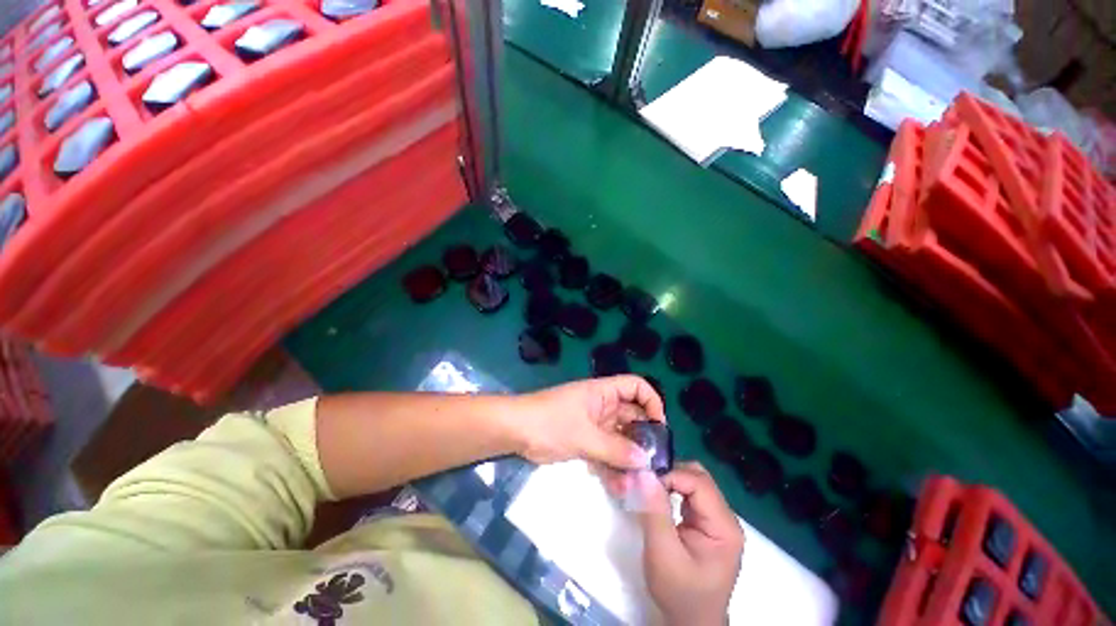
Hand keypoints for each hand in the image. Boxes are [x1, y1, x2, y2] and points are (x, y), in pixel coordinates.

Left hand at [509, 375, 665, 469]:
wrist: (516, 431)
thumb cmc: (551, 422)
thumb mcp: (584, 435)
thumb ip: (615, 449)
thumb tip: (645, 461)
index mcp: (603, 392)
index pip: (635, 386)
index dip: (651, 401)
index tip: (659, 427)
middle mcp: (603, 406)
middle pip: (632, 415)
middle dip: (643, 437)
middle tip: (654, 463)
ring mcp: (594, 424)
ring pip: (620, 437)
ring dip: (629, 456)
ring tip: (637, 480)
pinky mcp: (586, 441)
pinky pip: (607, 451)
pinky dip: (614, 466)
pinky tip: (620, 486)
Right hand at [635, 462, 743, 625]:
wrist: (690, 621)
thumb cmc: (679, 592)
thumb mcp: (663, 554)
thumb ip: (654, 511)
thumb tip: (644, 473)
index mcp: (724, 527)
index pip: (699, 483)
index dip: (671, 475)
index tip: (644, 480)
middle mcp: (726, 518)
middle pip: (699, 477)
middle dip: (670, 473)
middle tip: (646, 481)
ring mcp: (717, 519)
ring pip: (693, 481)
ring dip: (670, 480)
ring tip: (649, 487)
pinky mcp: (706, 522)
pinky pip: (689, 493)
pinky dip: (672, 489)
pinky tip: (658, 496)